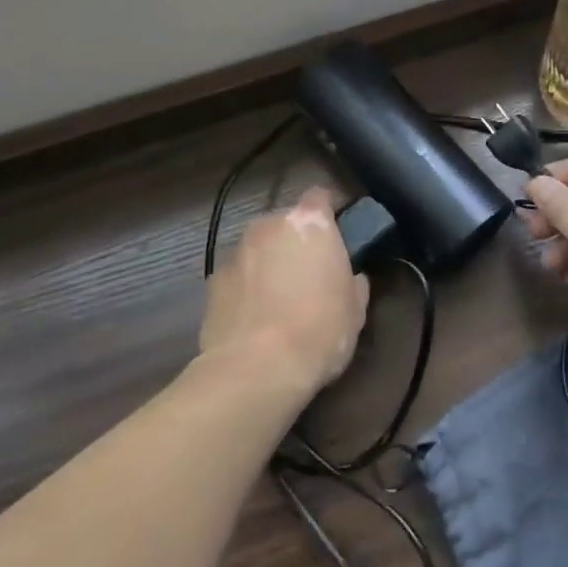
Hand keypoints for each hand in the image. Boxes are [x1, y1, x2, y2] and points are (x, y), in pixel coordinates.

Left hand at [200, 187, 369, 402]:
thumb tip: (352, 278)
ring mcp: (236, 250)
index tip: (337, 233)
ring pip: (258, 247)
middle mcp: (269, 224)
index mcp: (310, 222)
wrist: (255, 370)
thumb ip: (355, 283)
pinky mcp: (212, 280)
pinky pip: (237, 274)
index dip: (329, 211)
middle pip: (286, 222)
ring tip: (277, 300)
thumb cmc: (318, 331)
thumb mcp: (355, 311)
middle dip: (296, 240)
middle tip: (308, 273)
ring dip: (268, 263)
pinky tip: (253, 318)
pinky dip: (245, 287)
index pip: (320, 196)